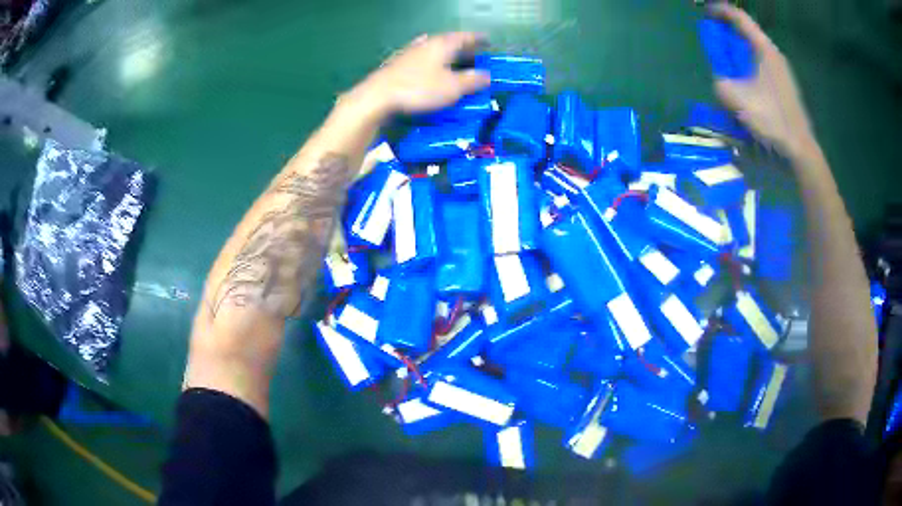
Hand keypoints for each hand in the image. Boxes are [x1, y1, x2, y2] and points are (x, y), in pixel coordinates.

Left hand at [348, 32, 490, 116]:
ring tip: (455, 60)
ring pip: (433, 48)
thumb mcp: (452, 87)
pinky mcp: (397, 64)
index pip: (465, 36)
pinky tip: (428, 66)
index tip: (488, 41)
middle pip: (449, 41)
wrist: (377, 97)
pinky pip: (421, 58)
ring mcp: (409, 52)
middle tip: (475, 54)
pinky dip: (431, 61)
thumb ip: (472, 80)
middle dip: (463, 47)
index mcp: (443, 44)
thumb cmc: (419, 89)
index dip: (478, 39)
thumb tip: (487, 75)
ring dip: (446, 53)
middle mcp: (426, 43)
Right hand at [710, 4, 816, 157]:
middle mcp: (775, 56)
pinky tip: (744, 85)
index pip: (741, 19)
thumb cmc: (772, 119)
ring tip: (728, 65)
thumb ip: (721, 83)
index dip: (722, 11)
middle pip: (748, 35)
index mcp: (765, 50)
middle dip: (729, 34)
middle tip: (715, 41)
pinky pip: (762, 69)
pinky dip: (749, 69)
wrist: (800, 150)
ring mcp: (783, 73)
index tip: (706, 12)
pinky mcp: (785, 89)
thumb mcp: (737, 99)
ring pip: (755, 53)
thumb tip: (721, 81)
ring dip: (740, 54)